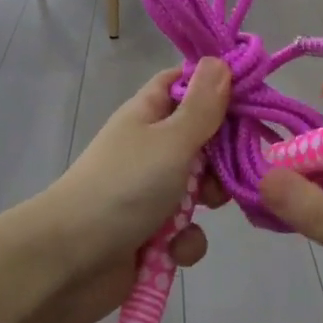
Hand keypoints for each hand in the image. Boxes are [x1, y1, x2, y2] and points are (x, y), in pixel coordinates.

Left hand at [30, 59, 231, 322]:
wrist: (69, 261)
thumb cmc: (124, 187)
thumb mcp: (170, 140)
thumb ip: (202, 107)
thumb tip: (219, 60)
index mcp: (148, 114)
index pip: (185, 84)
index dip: (217, 86)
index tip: (253, 96)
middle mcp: (150, 148)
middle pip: (203, 138)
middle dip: (223, 155)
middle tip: (236, 164)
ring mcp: (150, 192)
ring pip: (200, 188)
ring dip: (208, 201)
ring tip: (204, 209)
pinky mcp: (152, 235)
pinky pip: (185, 231)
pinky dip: (184, 241)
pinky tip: (173, 249)